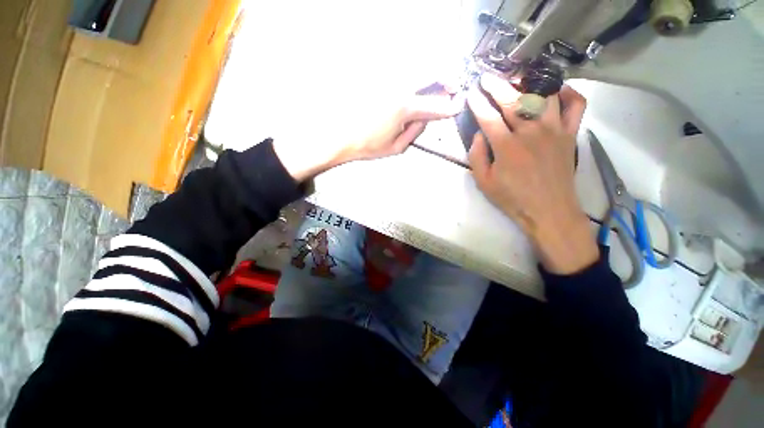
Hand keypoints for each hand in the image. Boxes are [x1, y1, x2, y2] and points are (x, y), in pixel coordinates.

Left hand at [273, 86, 461, 181]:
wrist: (339, 135)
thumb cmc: (368, 146)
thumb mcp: (396, 148)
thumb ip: (415, 133)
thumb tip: (426, 120)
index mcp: (405, 108)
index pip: (435, 105)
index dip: (449, 106)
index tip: (458, 105)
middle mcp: (399, 88)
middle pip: (430, 73)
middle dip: (445, 78)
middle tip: (451, 86)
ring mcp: (387, 80)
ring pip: (415, 68)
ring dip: (429, 75)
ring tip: (434, 85)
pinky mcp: (376, 78)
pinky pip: (399, 71)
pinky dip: (411, 76)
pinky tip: (411, 85)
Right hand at [467, 74, 597, 273]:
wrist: (548, 210)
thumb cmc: (512, 198)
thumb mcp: (483, 182)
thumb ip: (476, 157)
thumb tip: (478, 135)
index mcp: (506, 147)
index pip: (488, 117)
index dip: (477, 103)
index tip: (470, 93)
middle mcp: (530, 133)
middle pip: (512, 100)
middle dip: (496, 86)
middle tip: (486, 78)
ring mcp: (554, 130)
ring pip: (543, 95)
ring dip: (527, 83)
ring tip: (516, 80)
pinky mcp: (570, 133)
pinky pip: (575, 105)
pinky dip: (568, 93)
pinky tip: (555, 90)